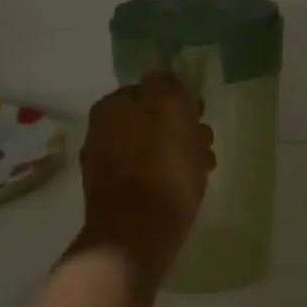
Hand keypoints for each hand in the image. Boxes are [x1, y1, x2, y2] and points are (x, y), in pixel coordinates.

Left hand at [74, 70, 214, 284]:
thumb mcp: (170, 109)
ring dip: (179, 154)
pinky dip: (167, 178)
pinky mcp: (115, 198)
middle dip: (180, 129)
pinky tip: (187, 189)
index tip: (200, 114)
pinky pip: (148, 177)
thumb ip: (166, 84)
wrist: (136, 235)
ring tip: (204, 169)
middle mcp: (100, 133)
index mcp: (110, 107)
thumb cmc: (159, 167)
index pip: (148, 90)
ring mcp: (104, 167)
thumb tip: (159, 70)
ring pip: (151, 150)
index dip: (178, 100)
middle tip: (206, 141)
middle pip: (150, 122)